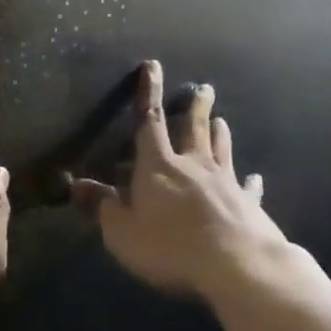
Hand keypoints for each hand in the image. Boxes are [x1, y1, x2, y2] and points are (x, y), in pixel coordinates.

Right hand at [70, 63, 287, 299]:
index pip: (150, 122)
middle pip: (194, 129)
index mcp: (158, 167)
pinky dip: (250, 182)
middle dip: (196, 107)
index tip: (153, 66)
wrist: (236, 264)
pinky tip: (255, 178)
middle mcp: (194, 165)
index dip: (149, 94)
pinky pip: (248, 188)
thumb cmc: (169, 246)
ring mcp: (226, 183)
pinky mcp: (249, 204)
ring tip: (221, 120)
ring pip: (222, 150)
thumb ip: (101, 206)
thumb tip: (75, 185)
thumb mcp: (122, 232)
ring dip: (220, 134)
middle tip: (204, 88)